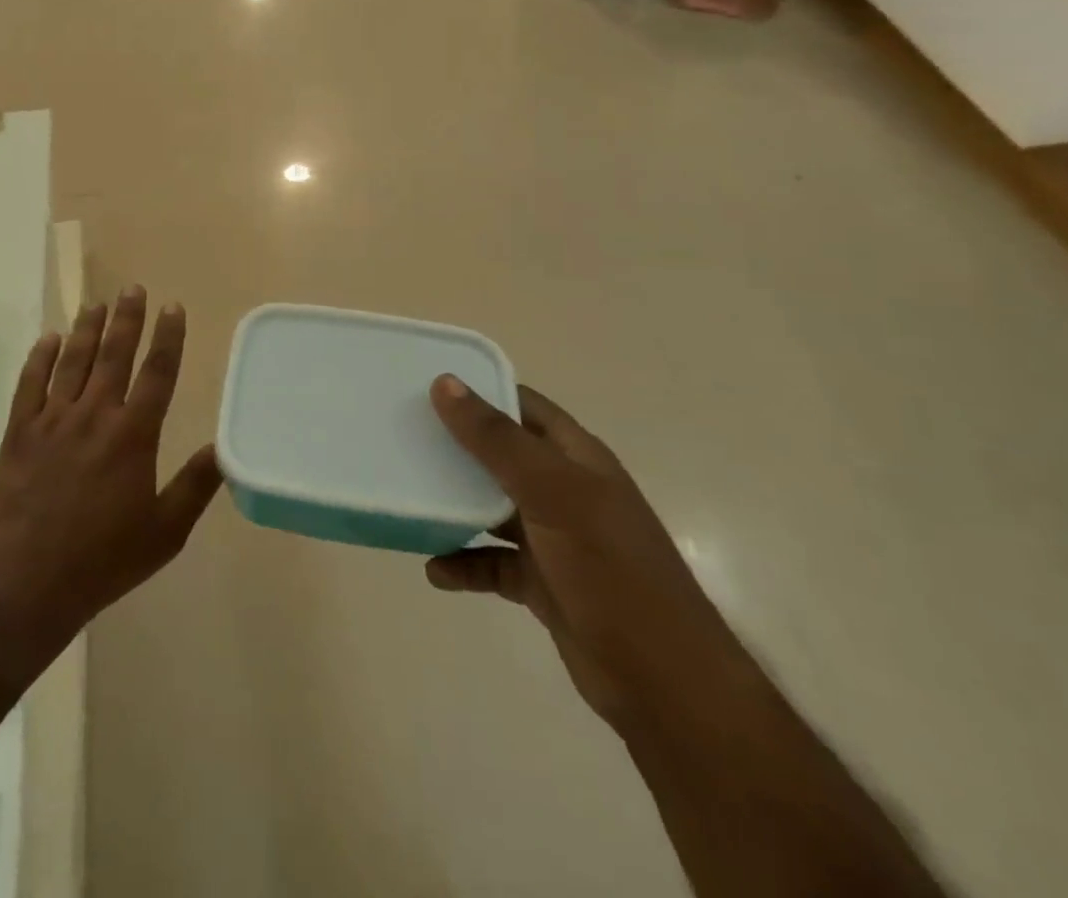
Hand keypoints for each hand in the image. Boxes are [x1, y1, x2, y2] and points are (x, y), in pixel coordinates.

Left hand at [0, 288, 223, 647]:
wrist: (29, 583)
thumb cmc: (105, 559)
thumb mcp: (165, 532)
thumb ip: (196, 486)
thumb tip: (225, 448)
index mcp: (133, 435)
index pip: (157, 373)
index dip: (167, 337)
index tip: (172, 307)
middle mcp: (94, 415)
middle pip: (114, 355)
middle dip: (126, 319)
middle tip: (132, 288)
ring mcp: (53, 420)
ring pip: (73, 361)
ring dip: (87, 329)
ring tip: (96, 302)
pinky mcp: (19, 433)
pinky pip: (30, 384)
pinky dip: (40, 358)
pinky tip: (49, 338)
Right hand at [425, 377, 764, 737]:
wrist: (664, 683)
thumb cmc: (610, 569)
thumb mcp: (552, 493)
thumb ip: (496, 440)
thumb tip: (445, 384)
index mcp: (576, 457)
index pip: (523, 405)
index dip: (480, 390)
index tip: (426, 384)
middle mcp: (565, 489)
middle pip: (501, 454)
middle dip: (455, 446)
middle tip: (402, 437)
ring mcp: (554, 538)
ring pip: (492, 508)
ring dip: (454, 505)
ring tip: (408, 497)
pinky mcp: (543, 583)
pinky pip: (492, 562)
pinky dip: (464, 563)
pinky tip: (434, 570)